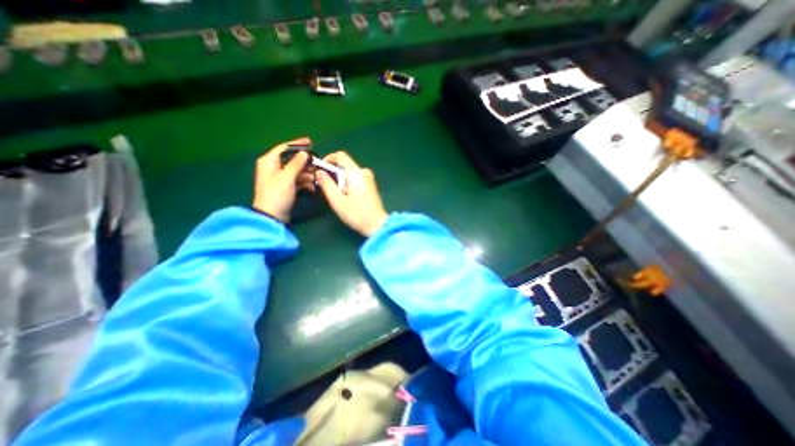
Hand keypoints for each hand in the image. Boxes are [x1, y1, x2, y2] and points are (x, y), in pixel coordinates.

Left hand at [255, 137, 315, 222]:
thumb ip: (296, 163)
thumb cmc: (277, 193)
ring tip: (317, 177)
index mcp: (269, 161)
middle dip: (305, 162)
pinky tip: (313, 186)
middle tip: (318, 163)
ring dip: (307, 173)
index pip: (284, 148)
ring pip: (296, 171)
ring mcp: (280, 178)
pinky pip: (297, 180)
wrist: (271, 215)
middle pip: (292, 160)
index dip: (297, 144)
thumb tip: (304, 153)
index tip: (310, 142)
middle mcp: (273, 167)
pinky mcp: (286, 187)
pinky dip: (305, 182)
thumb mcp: (287, 176)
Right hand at [319, 152, 390, 236]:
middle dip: (333, 171)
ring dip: (340, 178)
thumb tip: (319, 172)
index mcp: (356, 173)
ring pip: (350, 172)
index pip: (341, 155)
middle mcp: (364, 171)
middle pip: (345, 164)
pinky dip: (348, 182)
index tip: (320, 169)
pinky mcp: (371, 185)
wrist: (377, 224)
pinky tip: (345, 195)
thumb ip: (327, 184)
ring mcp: (369, 178)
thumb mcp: (337, 200)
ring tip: (335, 193)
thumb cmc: (356, 213)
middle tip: (325, 185)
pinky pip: (356, 177)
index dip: (328, 158)